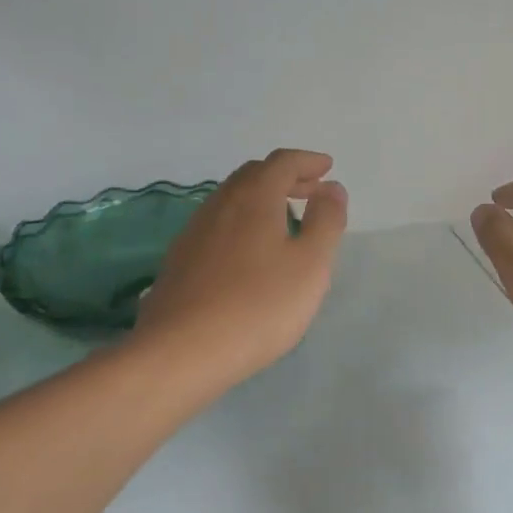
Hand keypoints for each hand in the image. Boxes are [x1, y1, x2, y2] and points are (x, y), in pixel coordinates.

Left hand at [134, 149, 347, 395]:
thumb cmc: (258, 305)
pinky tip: (250, 252)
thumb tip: (332, 188)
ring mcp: (194, 232)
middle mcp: (220, 204)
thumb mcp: (310, 264)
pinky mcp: (180, 260)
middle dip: (285, 176)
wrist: (181, 352)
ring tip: (285, 219)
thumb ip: (326, 221)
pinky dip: (243, 222)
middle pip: (254, 175)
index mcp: (254, 197)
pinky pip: (218, 225)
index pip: (282, 162)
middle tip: (311, 190)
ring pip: (232, 199)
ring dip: (262, 199)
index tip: (327, 167)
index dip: (307, 161)